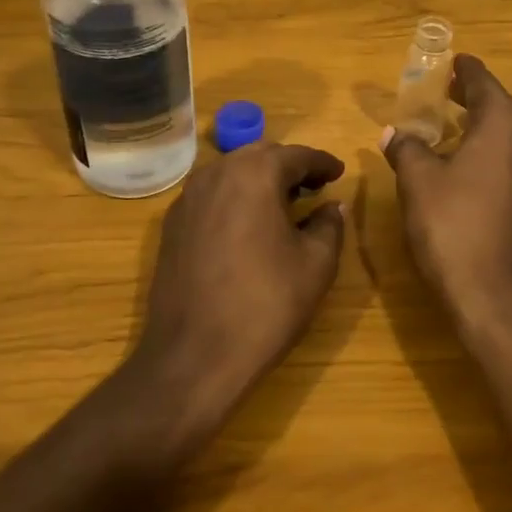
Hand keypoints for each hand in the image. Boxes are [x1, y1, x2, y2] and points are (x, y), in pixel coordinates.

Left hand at [136, 143, 346, 408]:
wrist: (193, 356)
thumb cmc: (265, 304)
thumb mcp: (316, 264)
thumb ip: (329, 224)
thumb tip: (332, 206)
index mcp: (255, 174)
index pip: (297, 155)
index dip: (323, 163)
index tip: (340, 172)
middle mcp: (216, 173)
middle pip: (261, 156)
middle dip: (290, 167)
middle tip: (315, 186)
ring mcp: (187, 198)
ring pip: (232, 173)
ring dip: (260, 180)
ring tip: (284, 204)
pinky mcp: (171, 225)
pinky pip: (211, 196)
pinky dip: (235, 198)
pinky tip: (248, 226)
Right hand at [380, 55, 511, 347]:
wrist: (496, 299)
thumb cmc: (453, 229)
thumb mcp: (419, 182)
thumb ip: (407, 149)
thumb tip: (394, 133)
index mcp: (504, 126)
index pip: (484, 83)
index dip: (466, 70)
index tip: (454, 59)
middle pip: (501, 106)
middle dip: (473, 95)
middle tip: (447, 86)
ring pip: (509, 134)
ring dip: (482, 123)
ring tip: (453, 120)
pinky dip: (491, 149)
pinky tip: (468, 161)